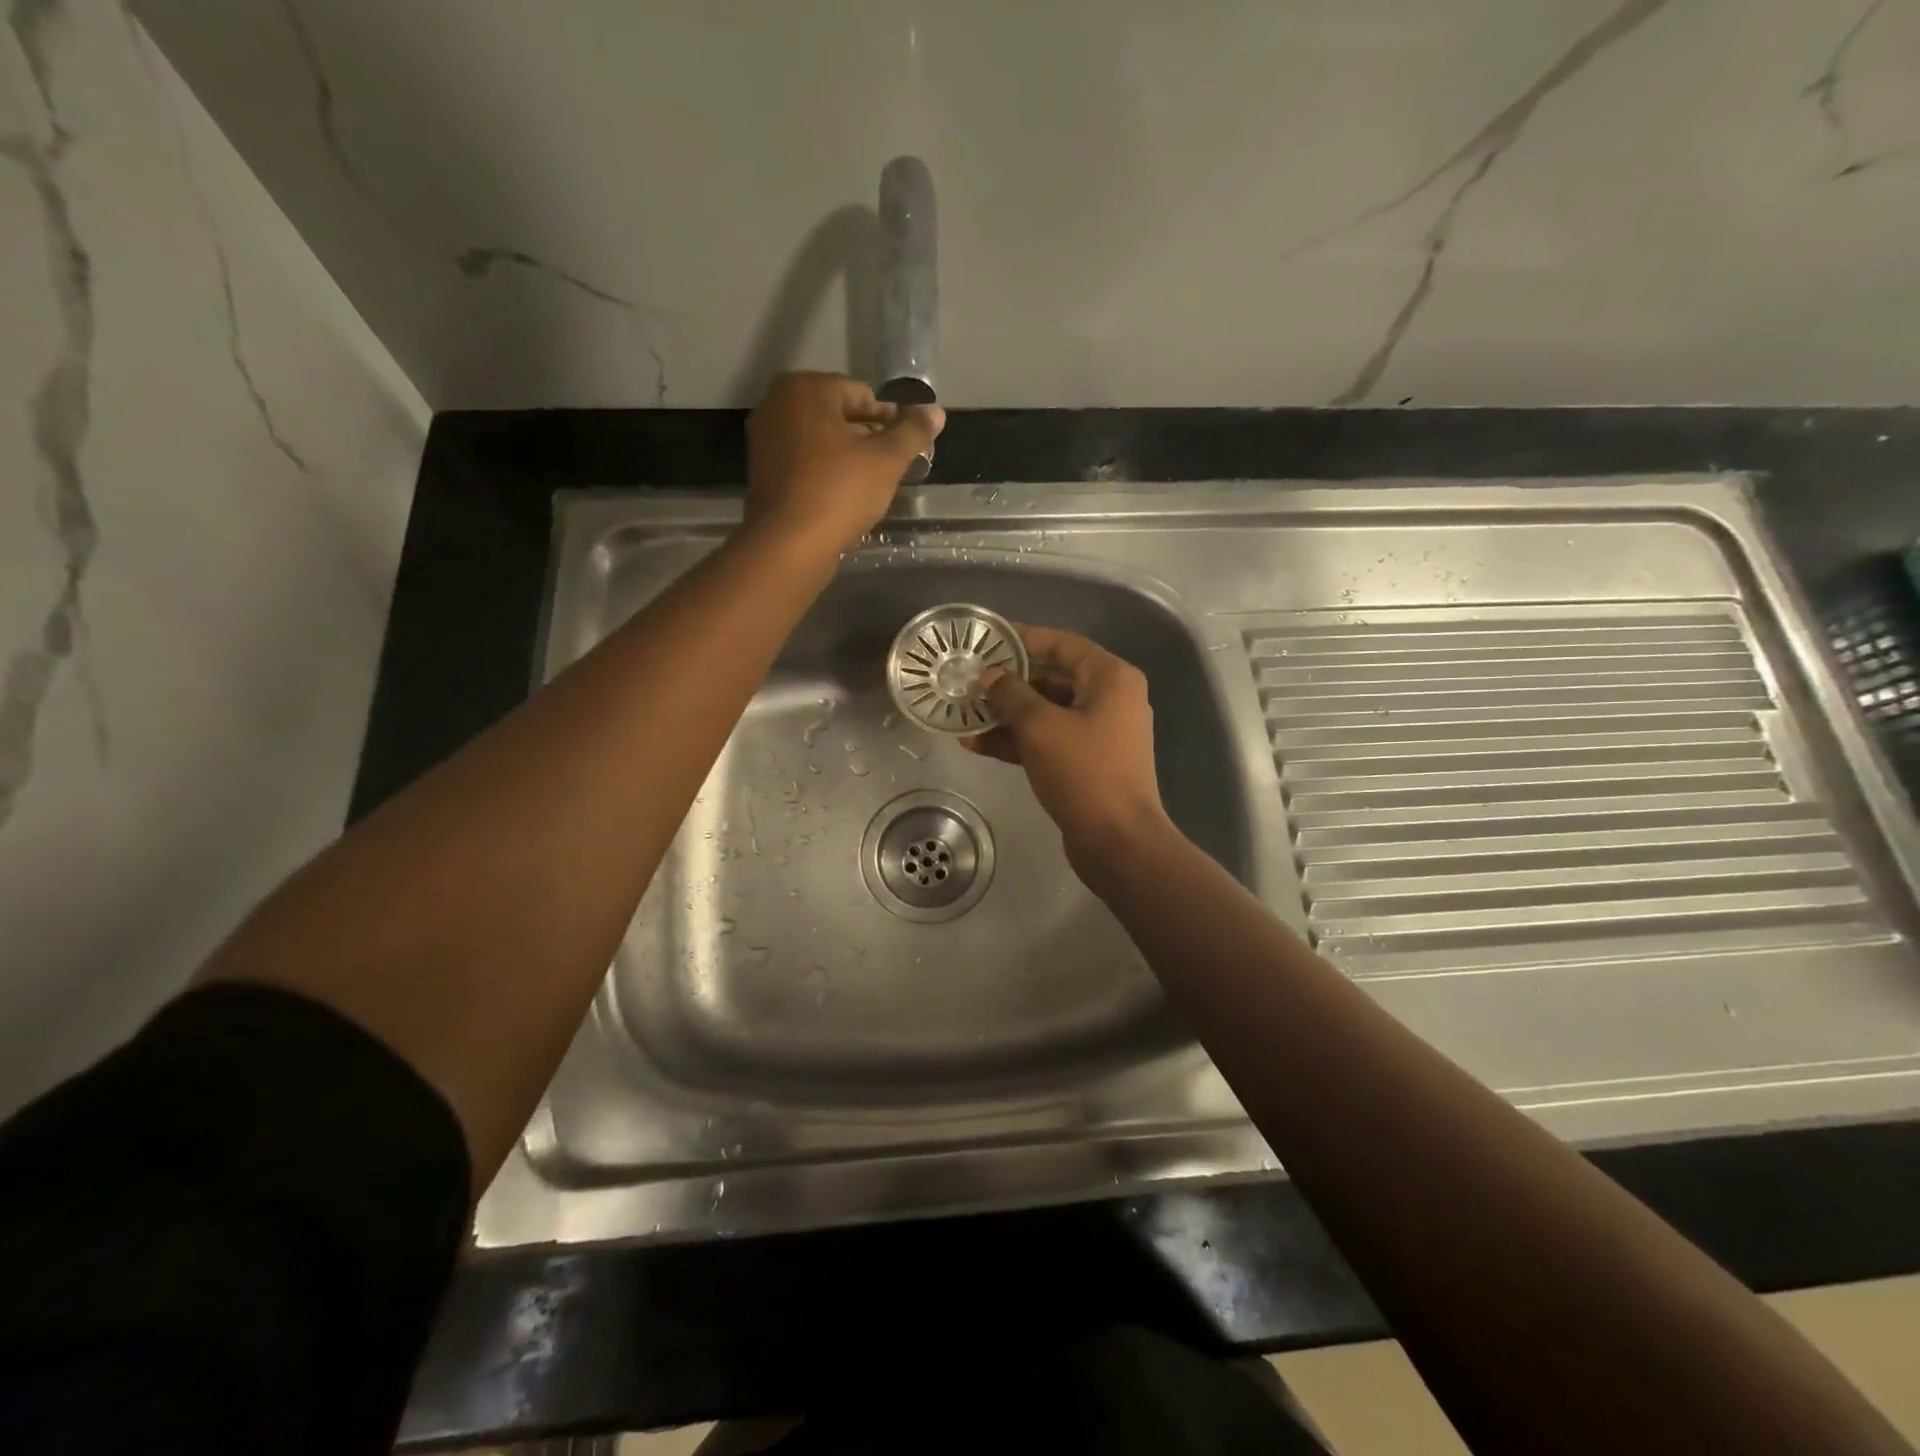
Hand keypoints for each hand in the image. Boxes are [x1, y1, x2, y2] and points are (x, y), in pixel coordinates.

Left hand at [743, 372, 943, 553]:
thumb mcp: (887, 460)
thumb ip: (912, 432)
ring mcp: (764, 440)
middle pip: (838, 416)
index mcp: (806, 389)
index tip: (905, 446)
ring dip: (846, 458)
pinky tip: (842, 499)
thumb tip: (936, 412)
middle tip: (890, 467)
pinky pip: (803, 464)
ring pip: (819, 441)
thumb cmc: (839, 492)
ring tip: (869, 486)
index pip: (861, 394)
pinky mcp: (761, 473)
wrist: (788, 546)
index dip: (889, 420)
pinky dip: (824, 474)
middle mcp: (777, 405)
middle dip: (866, 438)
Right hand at [963, 625, 1171, 874]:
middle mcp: (1109, 699)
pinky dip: (1017, 740)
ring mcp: (1098, 732)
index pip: (1061, 645)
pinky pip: (1047, 740)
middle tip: (967, 680)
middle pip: (1052, 678)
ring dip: (1006, 714)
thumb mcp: (1040, 726)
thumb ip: (1011, 694)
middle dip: (1008, 683)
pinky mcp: (1085, 762)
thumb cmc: (1084, 771)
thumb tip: (989, 676)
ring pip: (1046, 712)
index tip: (986, 641)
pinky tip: (976, 744)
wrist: (1117, 840)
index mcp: (1110, 678)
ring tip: (963, 714)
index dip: (1022, 640)